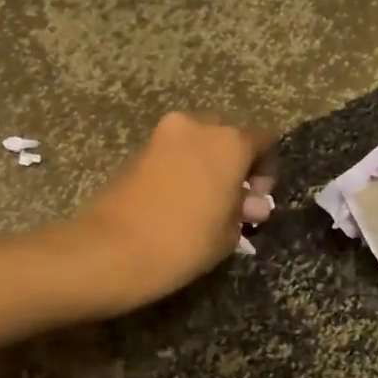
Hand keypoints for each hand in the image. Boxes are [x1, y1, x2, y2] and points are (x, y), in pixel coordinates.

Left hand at [72, 112, 275, 309]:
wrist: (110, 251)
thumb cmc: (183, 243)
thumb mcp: (228, 234)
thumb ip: (243, 210)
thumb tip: (249, 203)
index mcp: (230, 142)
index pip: (264, 142)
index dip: (266, 170)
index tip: (257, 200)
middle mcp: (198, 127)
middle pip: (228, 137)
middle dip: (234, 164)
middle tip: (233, 201)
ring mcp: (163, 135)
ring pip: (198, 144)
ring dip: (207, 167)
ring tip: (205, 206)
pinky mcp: (137, 150)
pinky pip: (173, 154)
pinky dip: (183, 171)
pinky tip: (180, 203)